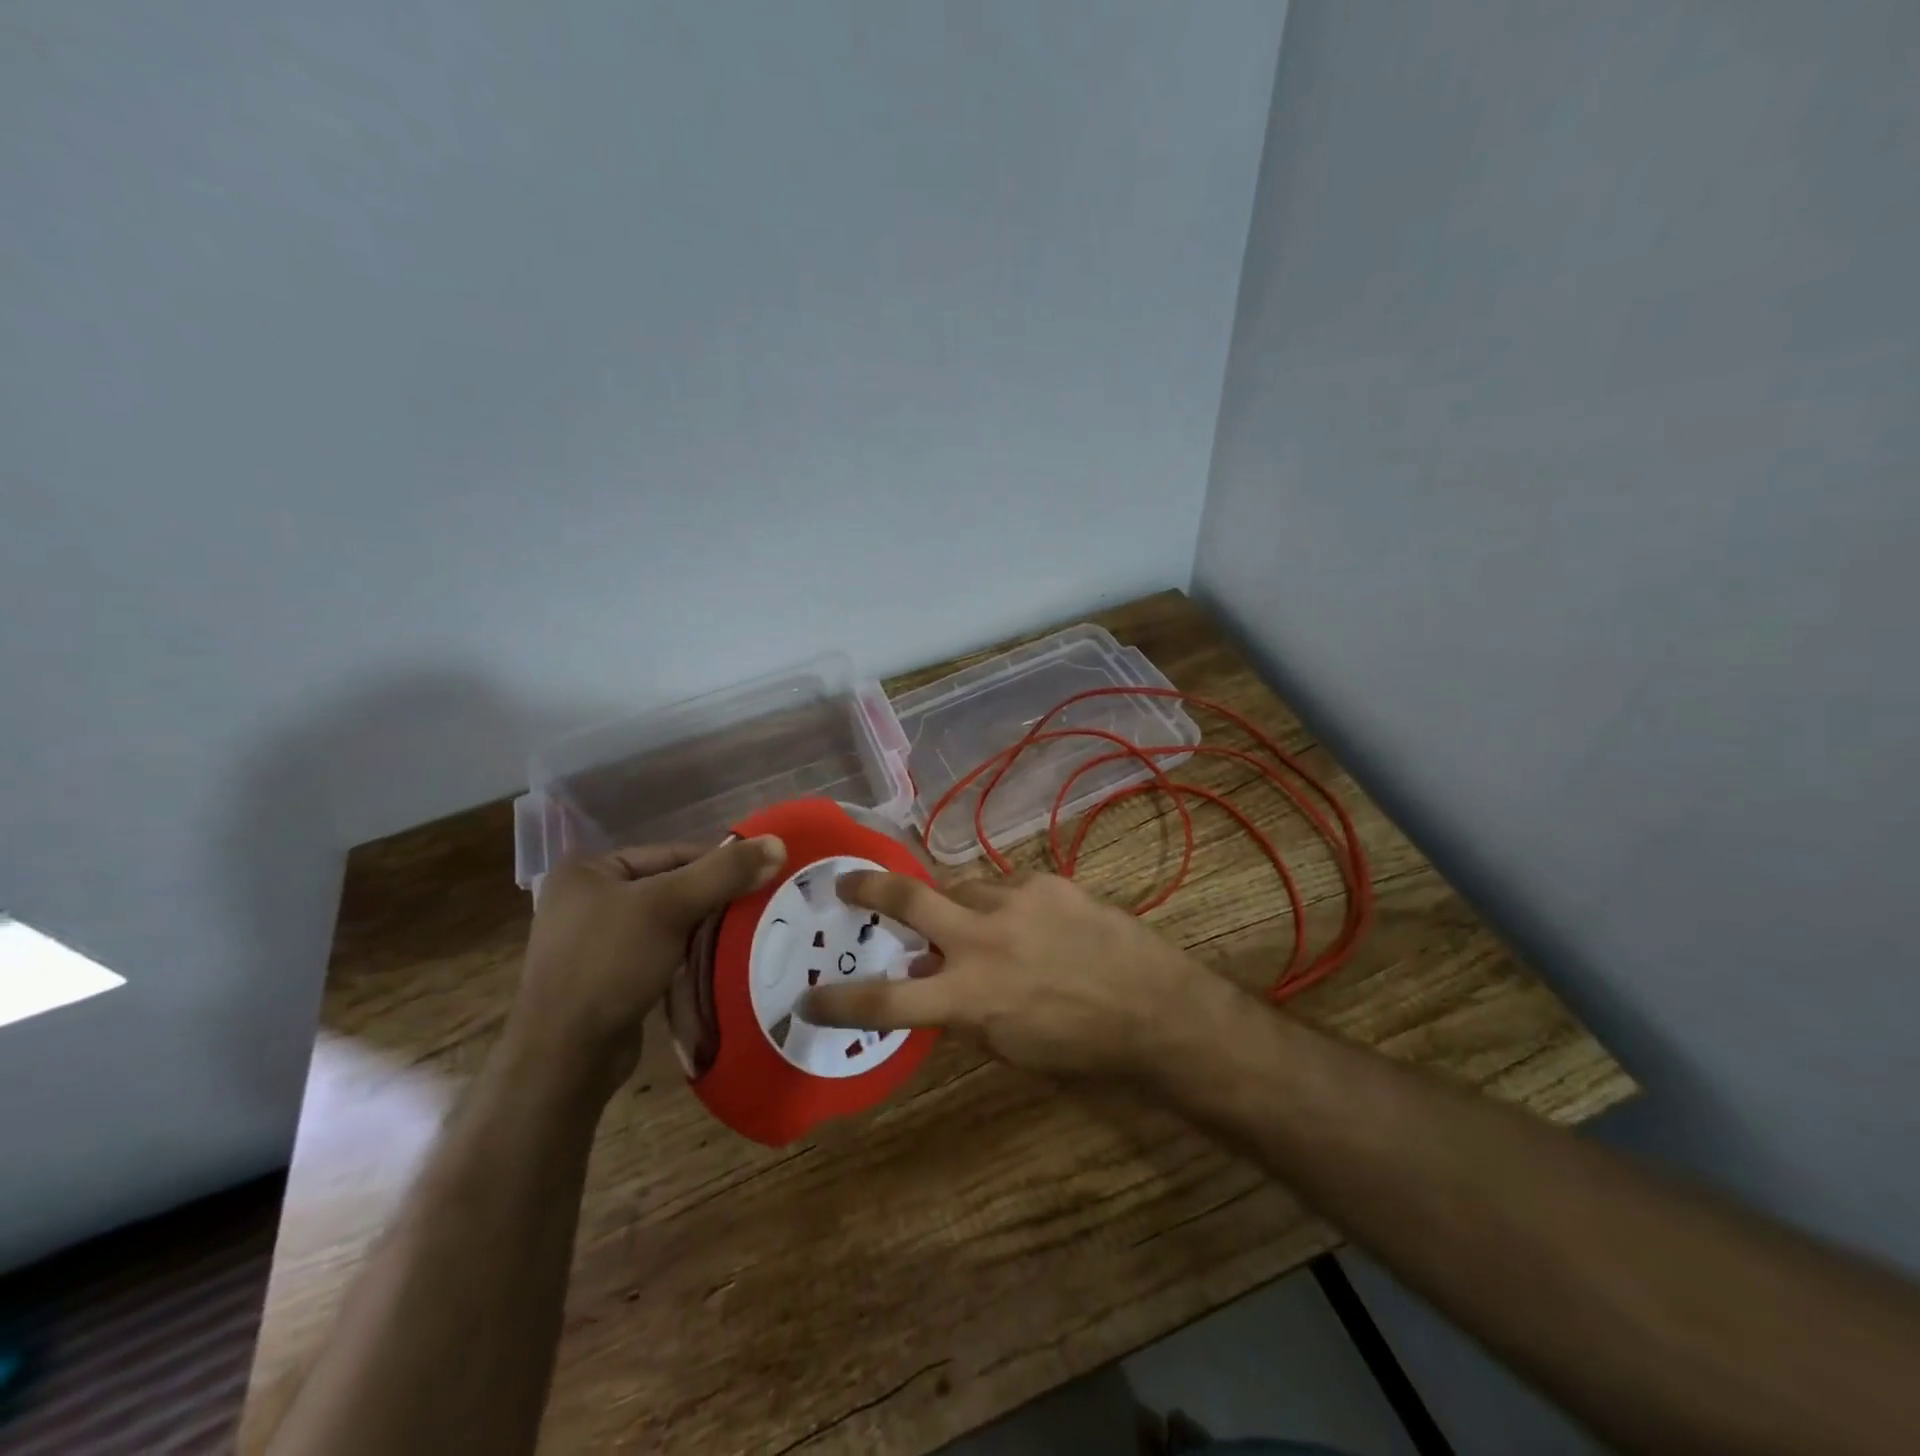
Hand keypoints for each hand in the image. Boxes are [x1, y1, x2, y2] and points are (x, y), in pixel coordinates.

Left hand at [508, 836, 784, 1101]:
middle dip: (715, 901)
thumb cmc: (610, 965)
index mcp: (589, 870)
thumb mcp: (671, 907)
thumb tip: (778, 843)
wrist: (564, 1059)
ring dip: (705, 931)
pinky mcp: (608, 979)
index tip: (763, 878)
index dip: (719, 865)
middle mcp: (587, 900)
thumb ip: (724, 872)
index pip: (672, 854)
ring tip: (748, 935)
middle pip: (671, 887)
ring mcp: (595, 942)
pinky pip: (660, 954)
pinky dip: (689, 957)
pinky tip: (719, 964)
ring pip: (669, 923)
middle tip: (761, 908)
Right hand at [799, 870, 1230, 1078]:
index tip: (806, 997)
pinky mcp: (1046, 882)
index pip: (885, 1002)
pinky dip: (1002, 903)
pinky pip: (1006, 886)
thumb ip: (961, 1010)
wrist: (1153, 1006)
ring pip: (960, 887)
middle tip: (846, 882)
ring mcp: (1014, 901)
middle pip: (907, 901)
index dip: (838, 1002)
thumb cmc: (1079, 1045)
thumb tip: (928, 981)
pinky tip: (1026, 921)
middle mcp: (981, 940)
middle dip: (868, 889)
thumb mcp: (1008, 1045)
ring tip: (968, 918)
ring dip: (953, 903)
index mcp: (968, 996)